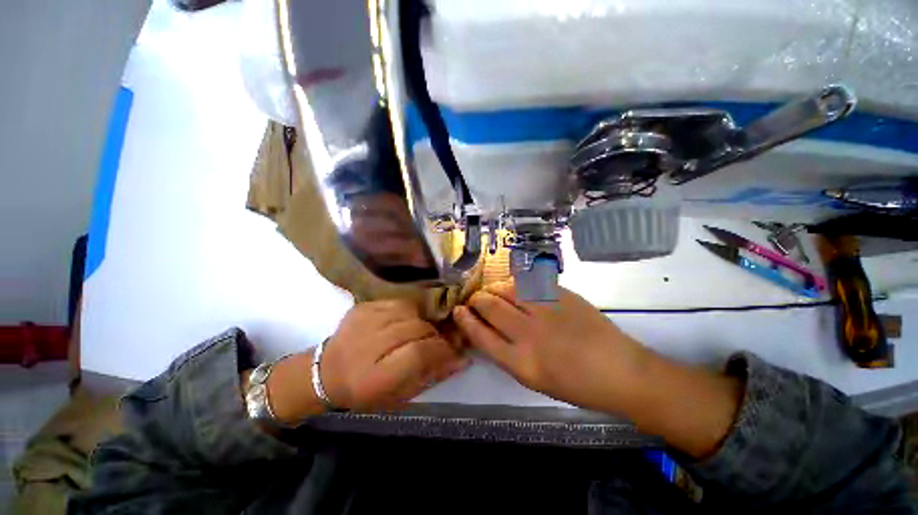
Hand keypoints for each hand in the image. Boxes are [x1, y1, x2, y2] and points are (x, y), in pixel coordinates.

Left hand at [319, 300, 468, 410]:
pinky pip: (400, 302)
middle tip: (437, 343)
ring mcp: (365, 320)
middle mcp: (368, 344)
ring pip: (412, 312)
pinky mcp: (364, 306)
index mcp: (374, 377)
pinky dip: (410, 312)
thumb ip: (431, 375)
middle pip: (417, 329)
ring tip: (420, 333)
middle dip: (434, 336)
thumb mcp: (399, 396)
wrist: (326, 372)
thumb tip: (462, 359)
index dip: (441, 350)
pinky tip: (406, 322)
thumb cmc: (365, 392)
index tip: (454, 352)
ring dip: (423, 322)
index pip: (418, 354)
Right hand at [453, 281, 648, 412]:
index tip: (457, 310)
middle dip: (476, 299)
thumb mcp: (533, 378)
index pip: (480, 335)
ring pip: (507, 289)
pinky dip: (515, 283)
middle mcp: (529, 334)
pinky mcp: (561, 295)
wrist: (619, 370)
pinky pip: (528, 282)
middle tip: (474, 299)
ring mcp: (546, 310)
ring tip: (492, 291)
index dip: (465, 320)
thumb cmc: (575, 384)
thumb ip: (506, 352)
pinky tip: (514, 287)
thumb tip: (486, 328)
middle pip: (489, 306)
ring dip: (493, 288)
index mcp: (521, 363)